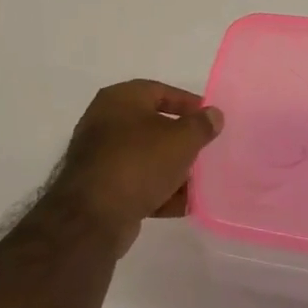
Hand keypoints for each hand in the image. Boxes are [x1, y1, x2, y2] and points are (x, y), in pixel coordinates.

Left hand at [50, 80, 223, 239]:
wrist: (93, 216)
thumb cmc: (139, 163)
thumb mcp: (181, 139)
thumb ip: (201, 125)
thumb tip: (213, 114)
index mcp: (119, 99)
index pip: (160, 91)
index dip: (188, 103)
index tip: (210, 118)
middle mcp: (105, 123)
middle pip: (153, 126)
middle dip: (182, 140)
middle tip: (206, 149)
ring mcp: (101, 157)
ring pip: (146, 158)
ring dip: (173, 169)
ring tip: (200, 181)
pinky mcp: (101, 189)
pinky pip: (137, 184)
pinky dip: (159, 191)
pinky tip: (184, 205)